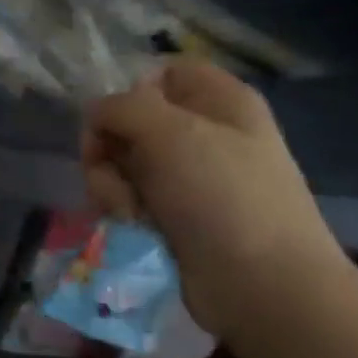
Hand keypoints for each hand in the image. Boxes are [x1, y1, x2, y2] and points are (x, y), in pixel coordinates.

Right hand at [81, 58, 347, 342]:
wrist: (261, 284)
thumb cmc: (222, 197)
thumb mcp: (170, 133)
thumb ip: (122, 108)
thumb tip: (96, 114)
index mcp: (218, 100)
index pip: (160, 73)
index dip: (130, 93)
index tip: (116, 121)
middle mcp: (203, 132)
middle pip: (129, 121)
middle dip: (109, 148)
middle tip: (113, 173)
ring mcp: (188, 177)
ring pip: (121, 163)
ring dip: (110, 184)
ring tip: (128, 211)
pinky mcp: (173, 215)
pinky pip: (129, 198)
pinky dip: (123, 209)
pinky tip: (134, 226)